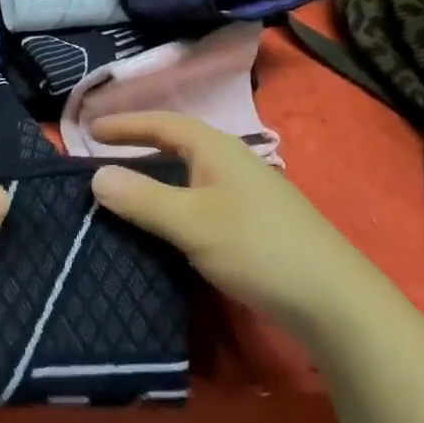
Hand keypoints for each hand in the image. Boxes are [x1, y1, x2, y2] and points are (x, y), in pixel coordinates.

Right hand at [88, 111, 358, 335]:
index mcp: (215, 148)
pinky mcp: (254, 220)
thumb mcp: (192, 223)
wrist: (333, 299)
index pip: (161, 123)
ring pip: (190, 171)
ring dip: (156, 174)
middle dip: (139, 144)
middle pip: (176, 142)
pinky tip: (168, 221)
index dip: (125, 124)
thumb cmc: (257, 248)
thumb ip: (143, 198)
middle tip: (103, 152)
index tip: (90, 128)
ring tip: (126, 185)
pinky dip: (175, 198)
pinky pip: (201, 195)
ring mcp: (246, 190)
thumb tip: (95, 175)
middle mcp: (231, 160)